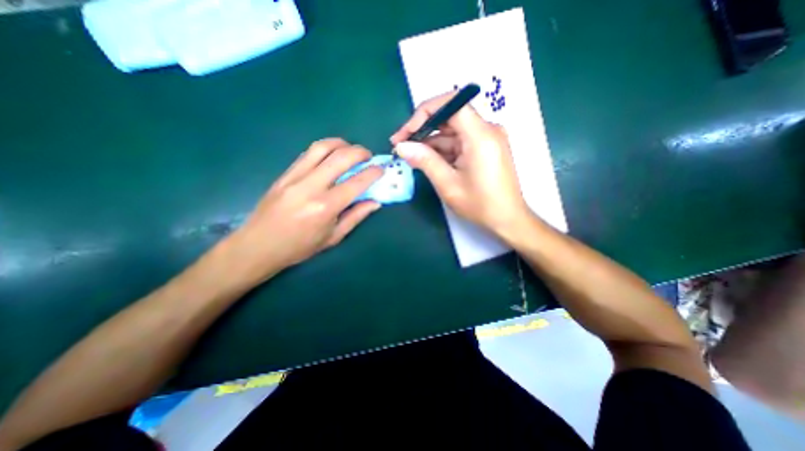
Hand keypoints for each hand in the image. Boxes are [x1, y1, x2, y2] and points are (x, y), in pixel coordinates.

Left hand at [218, 137, 382, 285]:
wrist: (258, 246)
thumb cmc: (300, 247)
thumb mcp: (333, 237)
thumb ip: (356, 216)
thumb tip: (375, 202)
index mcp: (326, 207)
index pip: (356, 182)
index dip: (373, 173)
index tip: (381, 169)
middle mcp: (311, 187)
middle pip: (340, 157)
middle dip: (360, 152)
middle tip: (369, 156)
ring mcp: (295, 177)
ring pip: (322, 148)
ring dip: (341, 144)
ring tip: (351, 150)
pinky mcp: (285, 174)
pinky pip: (308, 153)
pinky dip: (325, 149)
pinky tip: (331, 155)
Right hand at [392, 91, 531, 238]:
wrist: (507, 219)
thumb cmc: (480, 205)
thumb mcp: (448, 184)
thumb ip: (425, 161)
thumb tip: (402, 146)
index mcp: (480, 135)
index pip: (451, 103)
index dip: (424, 112)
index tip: (406, 132)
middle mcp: (486, 130)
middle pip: (449, 116)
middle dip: (423, 129)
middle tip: (401, 145)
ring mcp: (486, 139)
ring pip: (452, 131)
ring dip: (430, 143)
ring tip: (410, 157)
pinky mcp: (485, 148)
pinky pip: (459, 142)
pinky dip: (442, 150)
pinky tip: (428, 161)